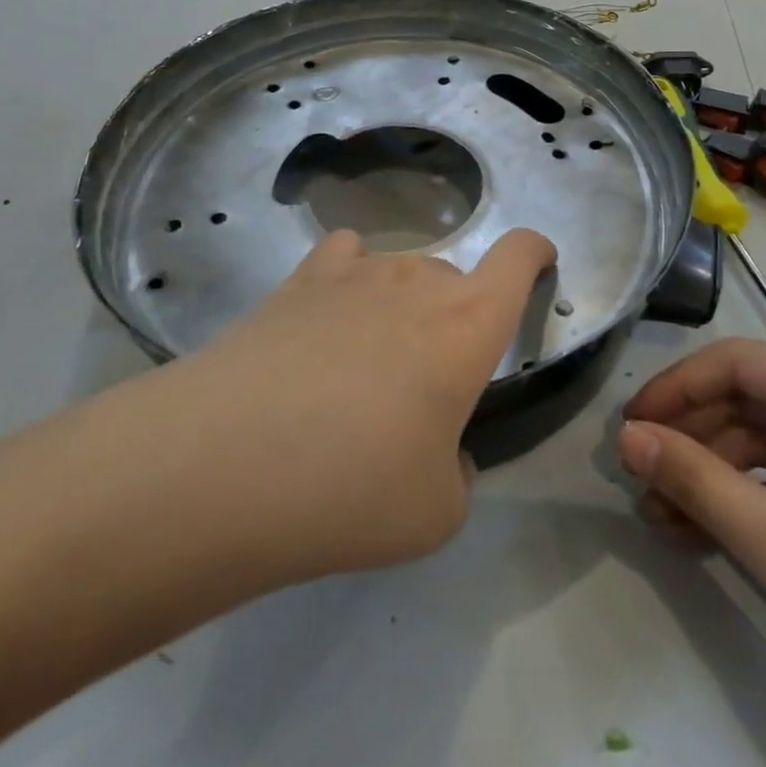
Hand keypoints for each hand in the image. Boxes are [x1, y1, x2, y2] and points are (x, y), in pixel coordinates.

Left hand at [180, 227, 555, 582]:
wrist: (226, 462)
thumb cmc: (351, 488)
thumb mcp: (436, 513)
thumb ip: (456, 472)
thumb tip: (437, 447)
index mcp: (468, 325)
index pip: (519, 256)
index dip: (536, 253)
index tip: (539, 264)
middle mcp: (418, 281)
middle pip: (454, 278)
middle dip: (454, 319)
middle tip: (422, 387)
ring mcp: (356, 272)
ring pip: (401, 273)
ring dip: (400, 310)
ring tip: (364, 368)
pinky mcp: (300, 279)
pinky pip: (345, 258)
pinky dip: (351, 280)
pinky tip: (329, 317)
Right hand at [617, 340, 765, 752]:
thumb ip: (694, 479)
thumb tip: (626, 438)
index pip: (736, 363)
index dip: (675, 388)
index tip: (630, 429)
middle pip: (750, 402)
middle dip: (691, 439)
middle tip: (640, 479)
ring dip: (712, 476)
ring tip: (661, 518)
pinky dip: (747, 502)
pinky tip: (704, 535)